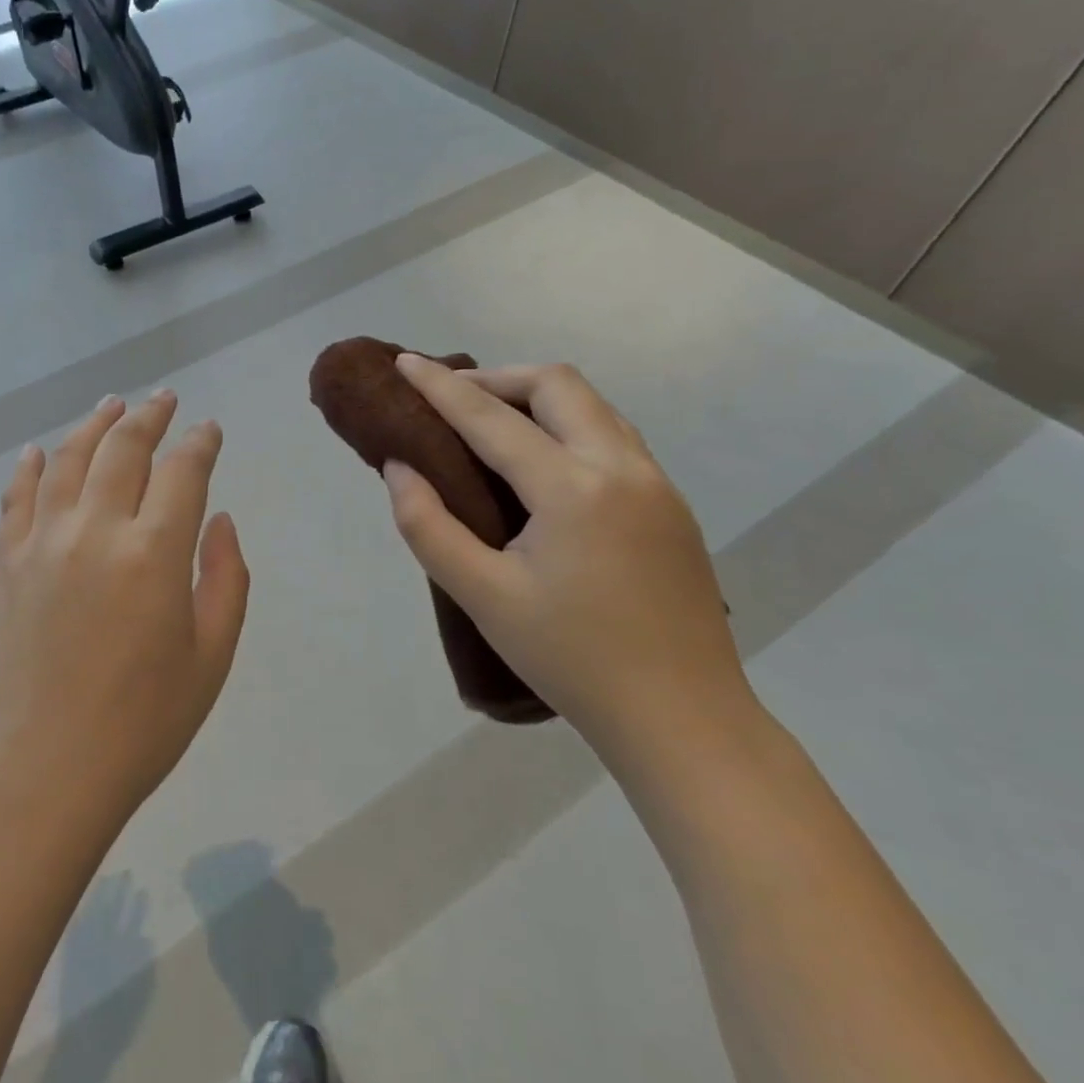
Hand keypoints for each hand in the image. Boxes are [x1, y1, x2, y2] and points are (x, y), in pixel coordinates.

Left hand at [0, 391, 250, 827]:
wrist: (41, 771)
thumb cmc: (141, 725)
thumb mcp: (210, 659)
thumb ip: (225, 579)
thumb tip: (219, 520)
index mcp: (154, 553)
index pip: (183, 471)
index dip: (200, 443)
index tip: (209, 429)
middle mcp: (96, 529)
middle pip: (124, 448)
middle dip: (150, 416)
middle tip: (164, 399)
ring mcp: (43, 540)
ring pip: (70, 458)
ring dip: (95, 425)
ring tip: (112, 405)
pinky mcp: (6, 561)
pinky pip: (18, 496)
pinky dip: (31, 466)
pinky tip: (40, 450)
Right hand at [381, 357, 750, 763]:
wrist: (683, 720)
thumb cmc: (571, 659)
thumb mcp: (482, 596)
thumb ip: (428, 526)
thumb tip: (400, 467)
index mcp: (573, 489)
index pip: (491, 418)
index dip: (441, 387)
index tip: (404, 362)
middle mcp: (622, 468)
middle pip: (557, 384)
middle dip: (497, 378)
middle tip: (452, 399)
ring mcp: (657, 484)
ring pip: (592, 405)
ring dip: (536, 397)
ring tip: (491, 422)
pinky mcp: (671, 505)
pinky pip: (613, 435)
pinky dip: (567, 424)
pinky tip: (542, 462)